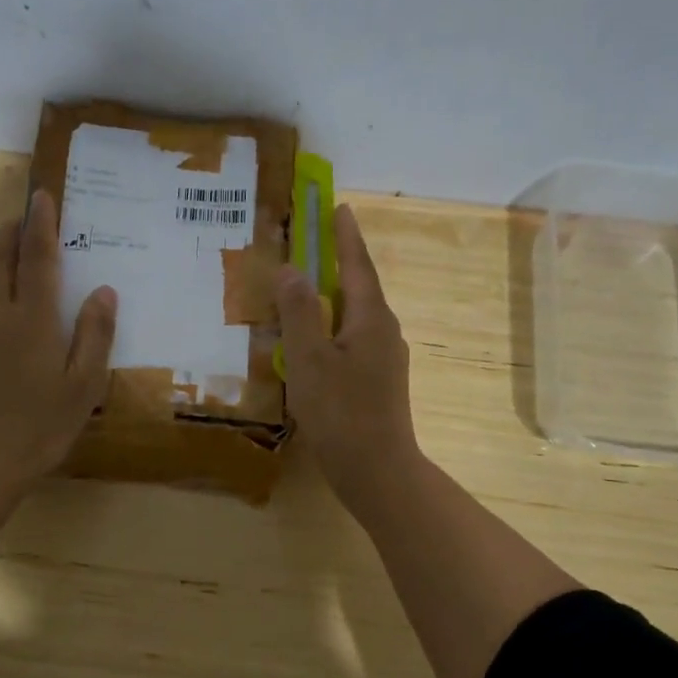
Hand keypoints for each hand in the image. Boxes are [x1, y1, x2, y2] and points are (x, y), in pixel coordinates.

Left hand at [0, 189, 116, 499]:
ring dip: (2, 255)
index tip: (43, 195)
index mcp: (33, 320)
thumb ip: (95, 335)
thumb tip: (103, 290)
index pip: (38, 258)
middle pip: (1, 259)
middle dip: (13, 231)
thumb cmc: (37, 428)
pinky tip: (11, 304)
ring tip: (19, 247)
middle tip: (27, 214)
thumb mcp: (83, 387)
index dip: (42, 224)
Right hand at [275, 203, 421, 510]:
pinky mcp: (378, 381)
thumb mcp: (309, 359)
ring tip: (306, 289)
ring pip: (355, 316)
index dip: (345, 236)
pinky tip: (314, 341)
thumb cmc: (340, 412)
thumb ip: (299, 312)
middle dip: (338, 262)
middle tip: (313, 243)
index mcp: (371, 318)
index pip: (356, 264)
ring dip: (333, 297)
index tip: (338, 206)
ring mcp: (385, 358)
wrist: (378, 470)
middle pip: (359, 287)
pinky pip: (353, 340)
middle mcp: (384, 331)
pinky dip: (332, 327)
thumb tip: (292, 270)